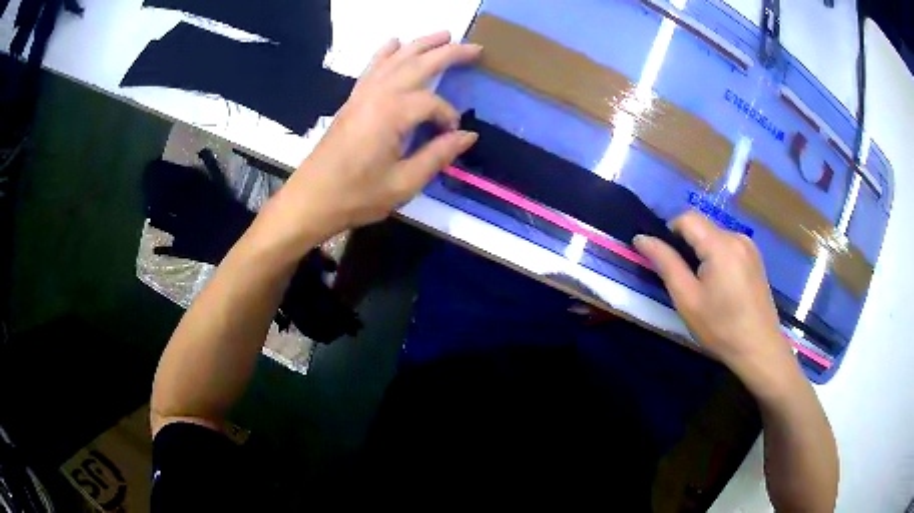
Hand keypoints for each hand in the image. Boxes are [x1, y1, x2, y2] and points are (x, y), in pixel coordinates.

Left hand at [261, 32, 480, 250]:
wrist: (311, 199)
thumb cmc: (357, 196)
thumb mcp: (403, 183)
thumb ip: (437, 156)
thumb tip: (467, 136)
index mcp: (391, 115)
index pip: (431, 103)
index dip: (448, 116)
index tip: (452, 135)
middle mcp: (377, 96)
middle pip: (417, 65)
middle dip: (448, 53)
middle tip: (475, 47)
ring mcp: (361, 95)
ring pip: (395, 60)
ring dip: (420, 44)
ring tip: (444, 34)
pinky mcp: (352, 100)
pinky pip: (372, 68)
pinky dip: (384, 52)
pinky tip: (394, 41)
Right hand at [634, 211, 797, 393]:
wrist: (759, 348)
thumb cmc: (721, 327)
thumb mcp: (687, 299)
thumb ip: (665, 263)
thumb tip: (641, 238)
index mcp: (721, 245)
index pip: (687, 218)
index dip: (670, 232)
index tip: (667, 261)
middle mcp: (737, 236)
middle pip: (702, 226)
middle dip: (687, 245)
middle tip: (685, 280)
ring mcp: (750, 246)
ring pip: (715, 236)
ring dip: (703, 251)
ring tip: (704, 286)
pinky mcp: (756, 257)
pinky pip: (729, 245)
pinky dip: (718, 256)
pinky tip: (722, 285)